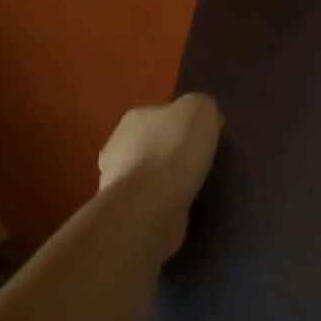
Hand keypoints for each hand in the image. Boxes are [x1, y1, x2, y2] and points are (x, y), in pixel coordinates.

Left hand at [98, 94, 222, 254]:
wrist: (150, 206)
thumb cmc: (175, 150)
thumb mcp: (201, 110)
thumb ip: (202, 107)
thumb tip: (203, 121)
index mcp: (135, 117)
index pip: (161, 114)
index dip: (184, 124)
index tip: (204, 138)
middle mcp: (118, 146)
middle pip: (151, 144)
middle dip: (171, 152)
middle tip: (199, 163)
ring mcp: (116, 182)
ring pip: (148, 175)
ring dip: (165, 181)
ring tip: (194, 189)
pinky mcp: (123, 213)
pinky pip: (148, 202)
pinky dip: (162, 204)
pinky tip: (182, 208)